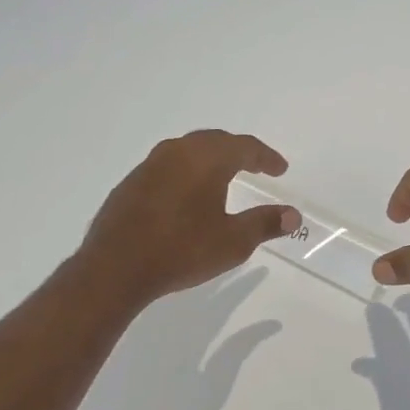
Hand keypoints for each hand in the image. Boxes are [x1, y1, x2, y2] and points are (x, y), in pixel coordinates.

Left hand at [76, 131, 300, 310]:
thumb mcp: (233, 242)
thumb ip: (265, 224)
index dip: (266, 157)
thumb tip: (294, 215)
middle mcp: (177, 152)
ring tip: (224, 176)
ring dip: (210, 159)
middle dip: (239, 152)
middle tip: (256, 166)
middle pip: (215, 141)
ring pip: (188, 151)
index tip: (280, 169)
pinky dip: (187, 172)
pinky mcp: (130, 184)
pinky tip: (188, 195)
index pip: (244, 147)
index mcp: (206, 159)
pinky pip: (168, 167)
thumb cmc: (182, 250)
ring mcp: (149, 166)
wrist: (115, 268)